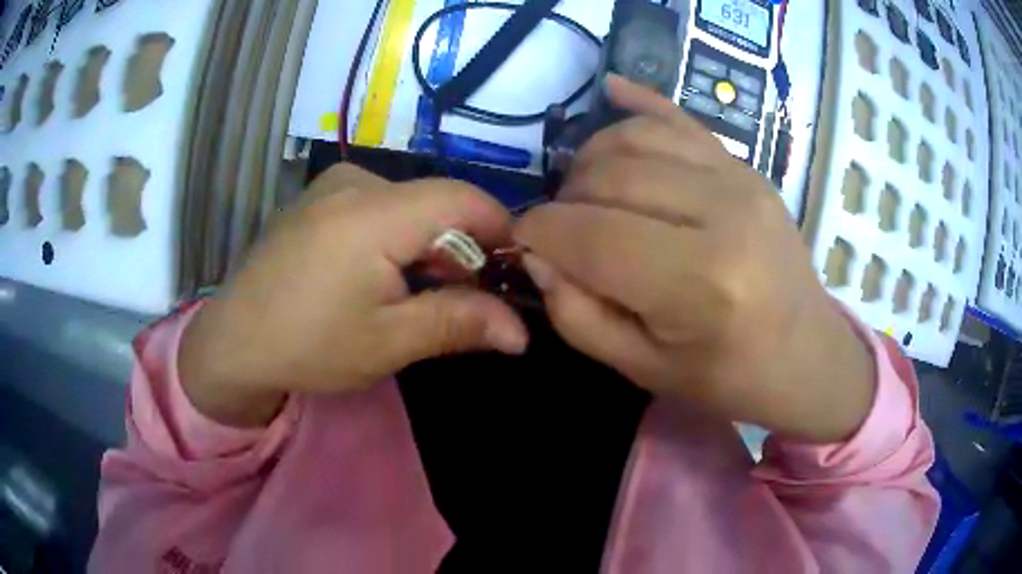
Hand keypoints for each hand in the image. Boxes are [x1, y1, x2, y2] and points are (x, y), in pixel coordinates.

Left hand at [179, 165, 527, 426]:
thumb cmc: (308, 345)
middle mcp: (354, 182)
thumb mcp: (388, 342)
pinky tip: (378, 276)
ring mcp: (330, 186)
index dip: (499, 231)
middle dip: (460, 249)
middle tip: (464, 301)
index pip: (463, 199)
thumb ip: (459, 324)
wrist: (232, 343)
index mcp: (374, 212)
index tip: (511, 274)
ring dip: (426, 246)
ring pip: (407, 205)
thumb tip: (521, 332)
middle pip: (434, 202)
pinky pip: (376, 206)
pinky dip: (396, 237)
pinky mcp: (316, 199)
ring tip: (416, 294)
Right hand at [515, 77, 874, 442]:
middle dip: (564, 199)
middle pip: (609, 178)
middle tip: (562, 228)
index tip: (523, 241)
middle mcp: (721, 215)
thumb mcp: (643, 369)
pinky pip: (681, 119)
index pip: (589, 235)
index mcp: (697, 283)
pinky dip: (639, 104)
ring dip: (592, 160)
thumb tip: (538, 254)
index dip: (539, 233)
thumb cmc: (729, 378)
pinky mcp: (747, 166)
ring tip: (586, 192)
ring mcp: (740, 180)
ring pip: (635, 139)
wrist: (807, 355)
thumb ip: (578, 315)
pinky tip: (610, 92)